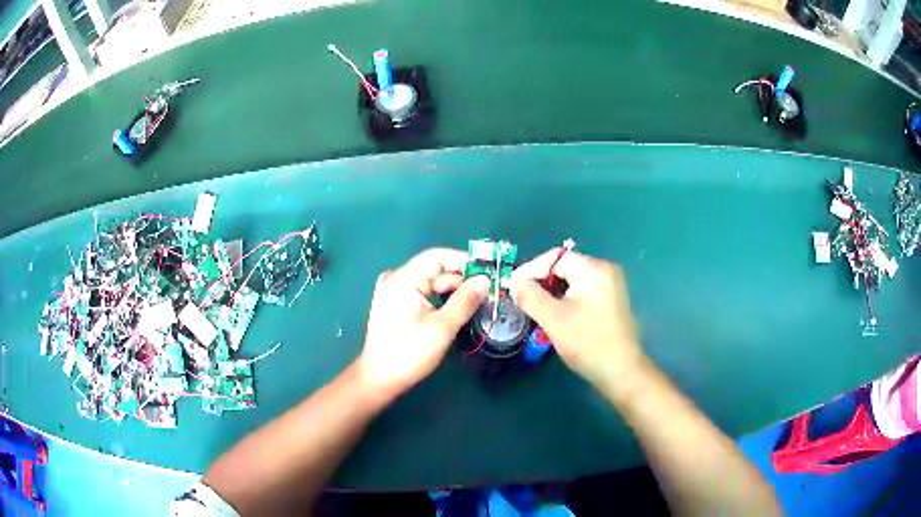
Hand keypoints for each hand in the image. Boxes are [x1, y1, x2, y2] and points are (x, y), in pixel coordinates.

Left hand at [357, 248, 489, 398]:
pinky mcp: (393, 303)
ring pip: (428, 281)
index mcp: (404, 279)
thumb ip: (465, 300)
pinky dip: (437, 296)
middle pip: (434, 269)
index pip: (437, 256)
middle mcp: (396, 279)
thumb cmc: (409, 354)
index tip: (488, 271)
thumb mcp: (442, 327)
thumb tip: (484, 280)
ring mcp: (392, 291)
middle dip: (460, 278)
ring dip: (451, 289)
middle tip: (486, 291)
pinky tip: (453, 307)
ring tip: (475, 301)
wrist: (379, 378)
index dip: (464, 261)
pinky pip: (420, 291)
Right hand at [511, 249, 642, 386]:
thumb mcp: (554, 320)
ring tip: (535, 310)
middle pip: (564, 267)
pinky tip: (555, 316)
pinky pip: (582, 291)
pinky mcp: (611, 300)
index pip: (555, 258)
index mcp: (593, 269)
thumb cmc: (588, 343)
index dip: (530, 270)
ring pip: (571, 281)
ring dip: (552, 293)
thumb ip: (530, 297)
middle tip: (521, 301)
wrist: (622, 372)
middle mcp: (605, 270)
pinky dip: (565, 300)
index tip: (511, 288)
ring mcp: (611, 285)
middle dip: (540, 283)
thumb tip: (513, 281)